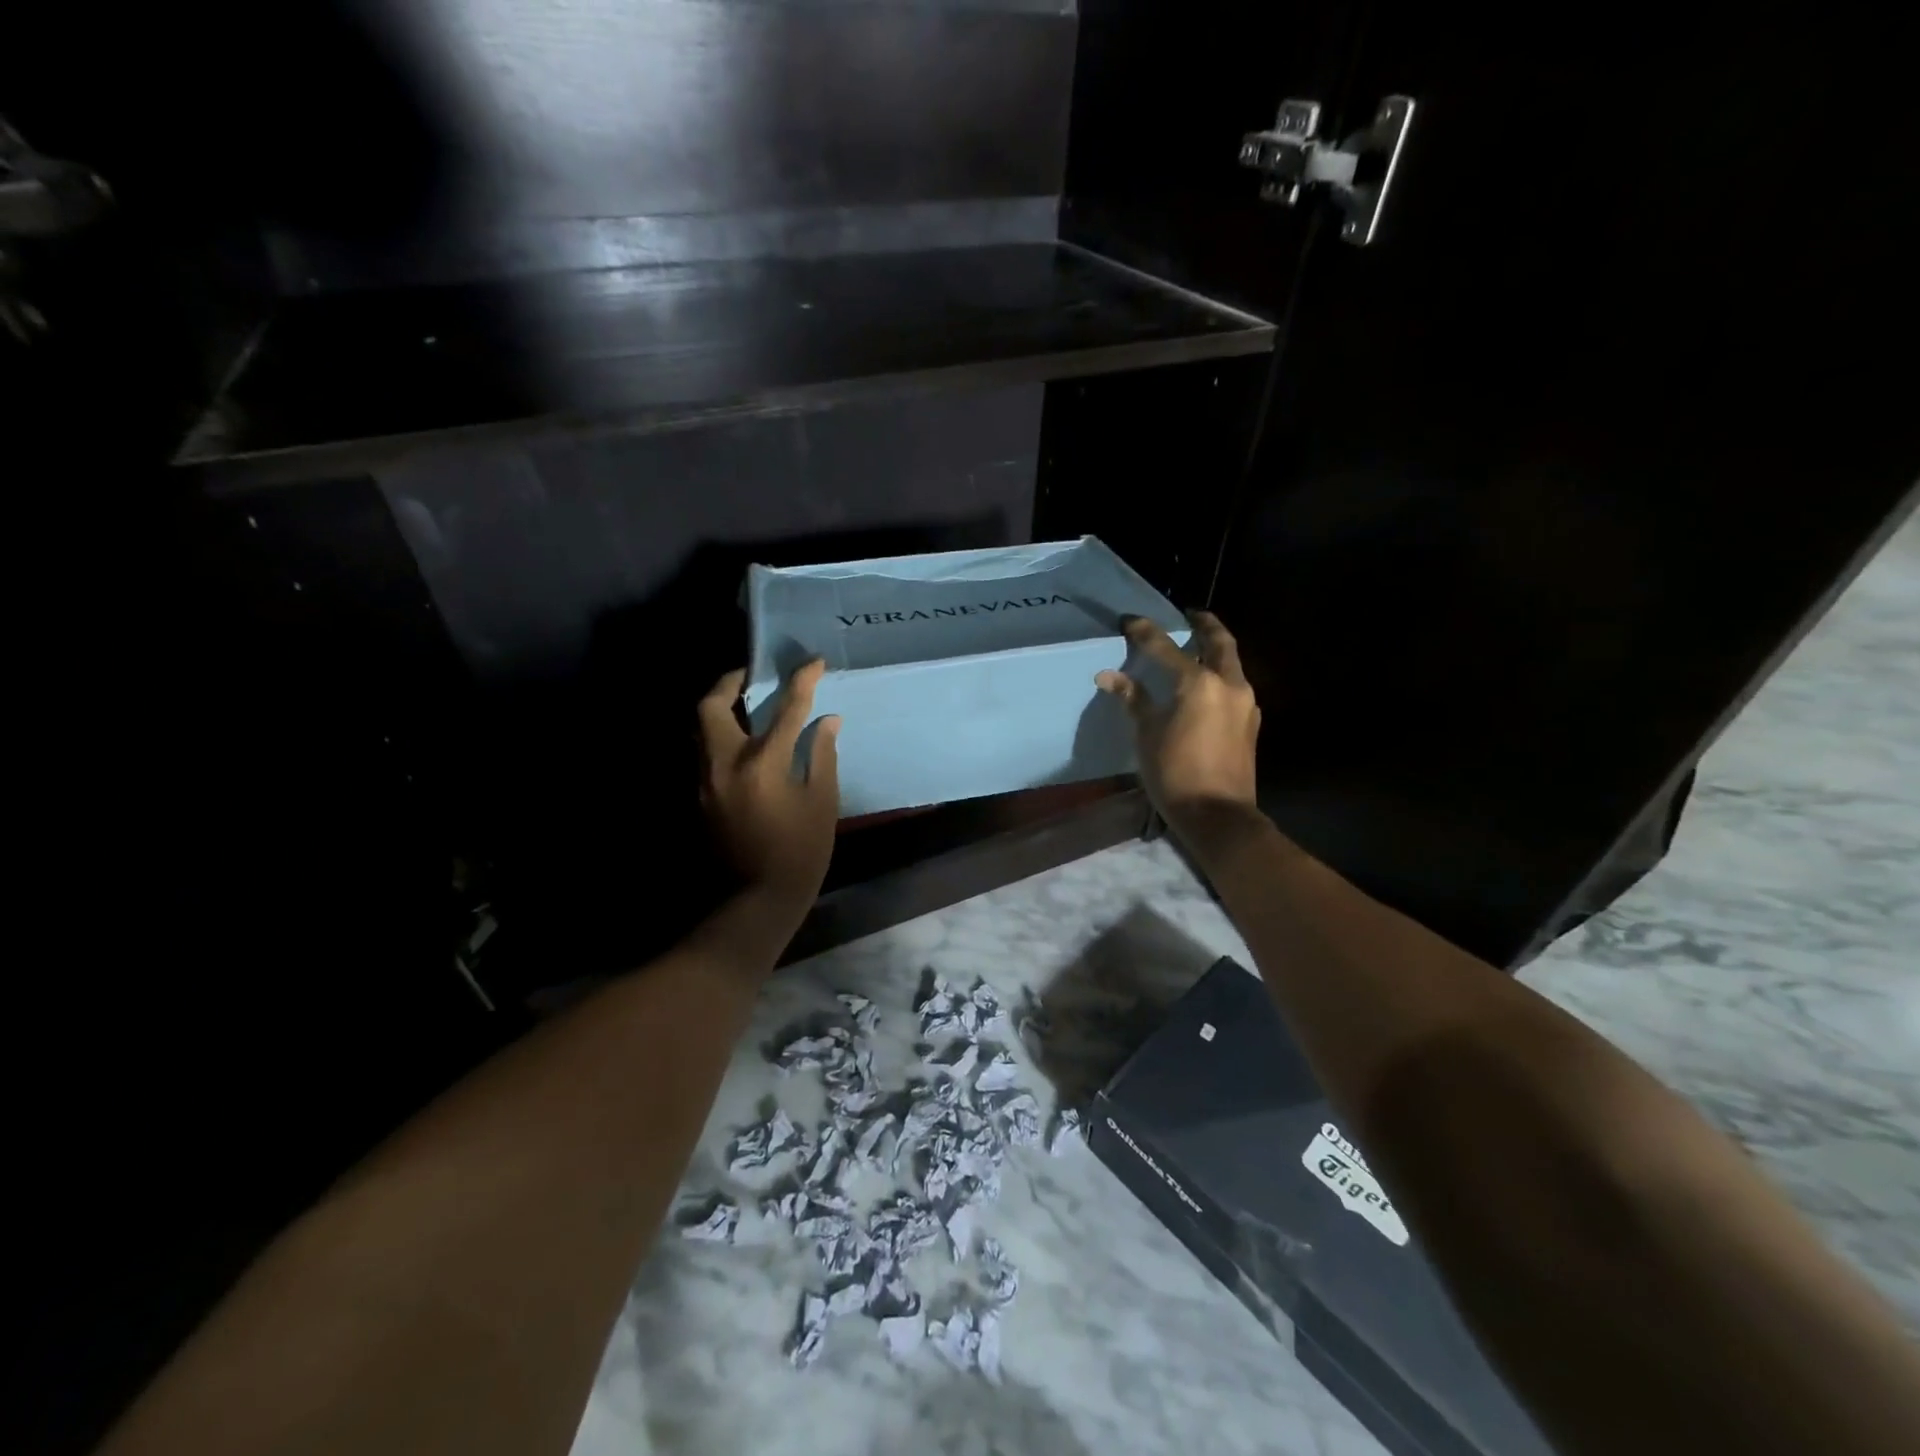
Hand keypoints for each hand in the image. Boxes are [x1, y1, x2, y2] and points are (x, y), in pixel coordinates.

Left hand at [698, 660, 840, 910]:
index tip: (813, 662)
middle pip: (711, 706)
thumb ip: (821, 755)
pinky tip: (743, 741)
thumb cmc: (800, 852)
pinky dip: (720, 735)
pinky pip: (705, 751)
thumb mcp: (821, 802)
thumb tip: (826, 720)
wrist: (757, 899)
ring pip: (701, 728)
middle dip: (729, 682)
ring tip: (746, 704)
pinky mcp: (700, 796)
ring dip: (720, 707)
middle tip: (751, 676)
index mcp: (762, 763)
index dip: (801, 681)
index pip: (784, 709)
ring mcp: (705, 780)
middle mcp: (725, 763)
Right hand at [1096, 611, 1260, 837]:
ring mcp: (1245, 703)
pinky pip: (1234, 686)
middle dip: (1203, 624)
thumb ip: (1133, 699)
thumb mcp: (1147, 734)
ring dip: (1215, 650)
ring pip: (1231, 663)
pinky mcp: (1250, 723)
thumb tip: (1108, 676)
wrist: (1217, 815)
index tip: (1129, 620)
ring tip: (1196, 648)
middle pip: (1219, 641)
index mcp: (1199, 683)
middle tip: (1189, 615)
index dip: (1145, 632)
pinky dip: (1219, 675)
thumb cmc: (1175, 772)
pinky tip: (1205, 686)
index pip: (1166, 647)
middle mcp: (1229, 684)